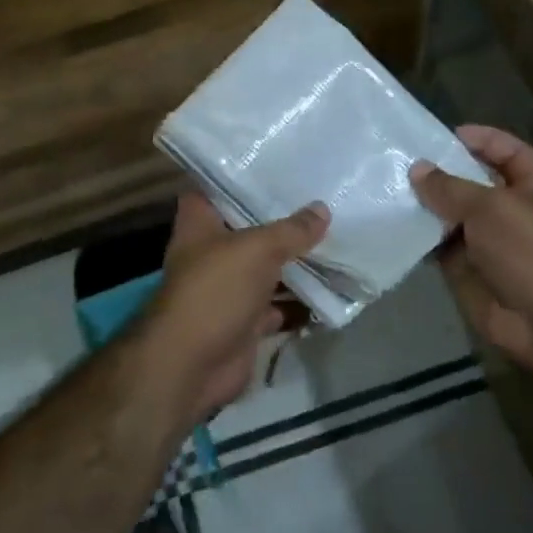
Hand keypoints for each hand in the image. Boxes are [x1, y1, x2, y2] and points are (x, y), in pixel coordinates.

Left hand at [139, 194, 328, 421]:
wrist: (192, 366)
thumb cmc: (216, 290)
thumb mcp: (257, 249)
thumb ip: (291, 230)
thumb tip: (322, 210)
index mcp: (200, 224)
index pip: (216, 189)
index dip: (241, 177)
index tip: (276, 166)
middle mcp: (212, 253)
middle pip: (250, 230)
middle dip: (283, 222)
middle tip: (323, 202)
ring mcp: (229, 289)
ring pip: (268, 270)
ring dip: (297, 264)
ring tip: (339, 242)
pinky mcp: (245, 322)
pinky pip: (279, 307)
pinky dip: (302, 304)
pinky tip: (334, 291)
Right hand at [411, 125, 532, 373]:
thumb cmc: (528, 251)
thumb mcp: (491, 208)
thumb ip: (451, 187)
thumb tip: (417, 169)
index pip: (509, 152)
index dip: (483, 139)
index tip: (446, 134)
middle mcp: (512, 210)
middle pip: (474, 181)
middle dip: (444, 170)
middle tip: (405, 157)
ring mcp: (488, 239)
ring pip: (452, 212)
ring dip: (426, 202)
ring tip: (390, 184)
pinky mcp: (466, 265)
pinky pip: (438, 243)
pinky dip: (419, 234)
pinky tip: (392, 219)